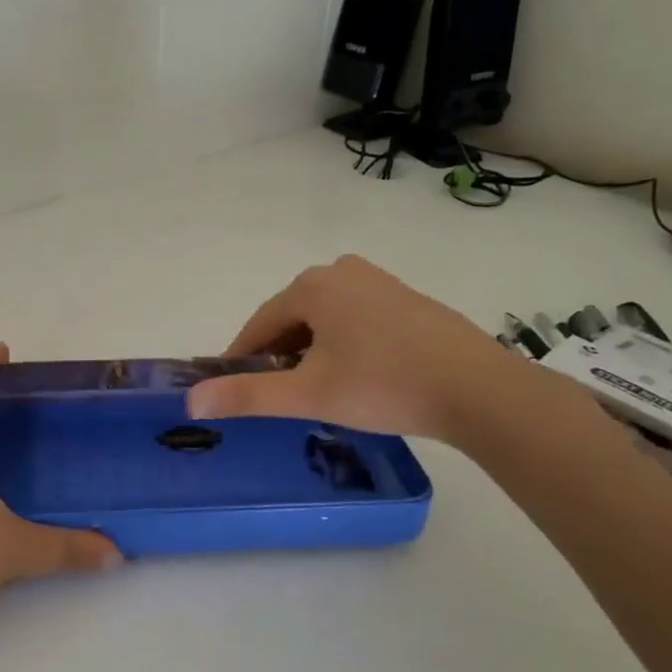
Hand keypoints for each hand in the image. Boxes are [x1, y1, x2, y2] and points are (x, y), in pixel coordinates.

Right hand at [185, 255, 532, 444]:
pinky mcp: (406, 299)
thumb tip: (191, 400)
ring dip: (310, 353)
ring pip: (323, 320)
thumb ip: (246, 395)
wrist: (479, 391)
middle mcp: (342, 271)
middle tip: (282, 399)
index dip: (241, 359)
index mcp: (313, 285)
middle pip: (291, 319)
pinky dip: (342, 345)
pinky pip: (354, 320)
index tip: (234, 392)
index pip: (258, 324)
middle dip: (279, 357)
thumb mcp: (307, 394)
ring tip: (319, 393)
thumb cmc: (383, 386)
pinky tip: (357, 377)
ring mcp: (379, 282)